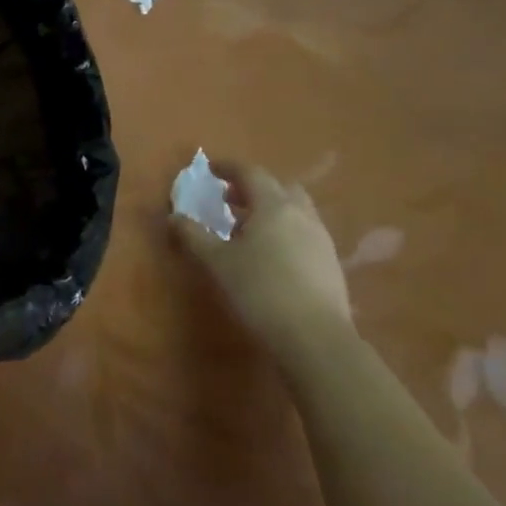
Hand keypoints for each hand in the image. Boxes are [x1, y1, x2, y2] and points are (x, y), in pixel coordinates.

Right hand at [172, 161, 352, 361]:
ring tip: (247, 229)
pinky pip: (304, 233)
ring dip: (271, 210)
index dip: (228, 167)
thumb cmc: (259, 290)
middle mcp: (301, 215)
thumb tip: (174, 217)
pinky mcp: (330, 264)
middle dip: (253, 188)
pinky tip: (270, 255)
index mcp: (273, 206)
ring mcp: (321, 239)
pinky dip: (284, 231)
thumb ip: (193, 235)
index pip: (250, 173)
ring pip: (295, 210)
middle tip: (229, 200)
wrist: (316, 339)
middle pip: (279, 187)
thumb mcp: (216, 261)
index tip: (210, 169)